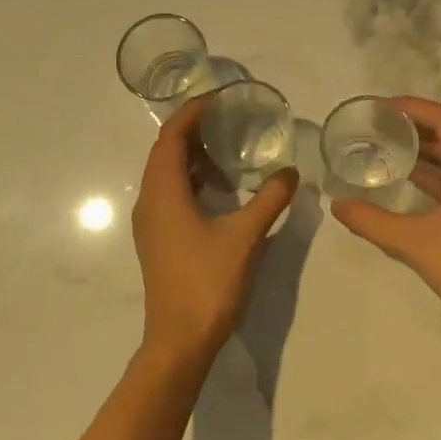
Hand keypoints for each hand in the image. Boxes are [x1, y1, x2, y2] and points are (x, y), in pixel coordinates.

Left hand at [131, 95, 297, 368]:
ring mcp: (150, 221)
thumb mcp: (246, 236)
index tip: (220, 98)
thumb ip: (270, 199)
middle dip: (194, 130)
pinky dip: (191, 179)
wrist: (179, 341)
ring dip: (192, 155)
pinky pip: (169, 193)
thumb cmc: (208, 282)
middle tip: (229, 118)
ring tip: (228, 147)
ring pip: (166, 173)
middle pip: (165, 150)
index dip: (192, 112)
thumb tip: (292, 172)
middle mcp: (149, 200)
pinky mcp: (157, 238)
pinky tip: (220, 188)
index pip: (171, 136)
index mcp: (163, 191)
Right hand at [331, 97, 440, 351]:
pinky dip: (432, 175)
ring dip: (422, 151)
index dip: (410, 107)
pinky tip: (404, 180)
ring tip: (383, 146)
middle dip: (412, 127)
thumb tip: (338, 204)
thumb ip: (373, 221)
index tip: (378, 108)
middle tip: (374, 125)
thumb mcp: (415, 243)